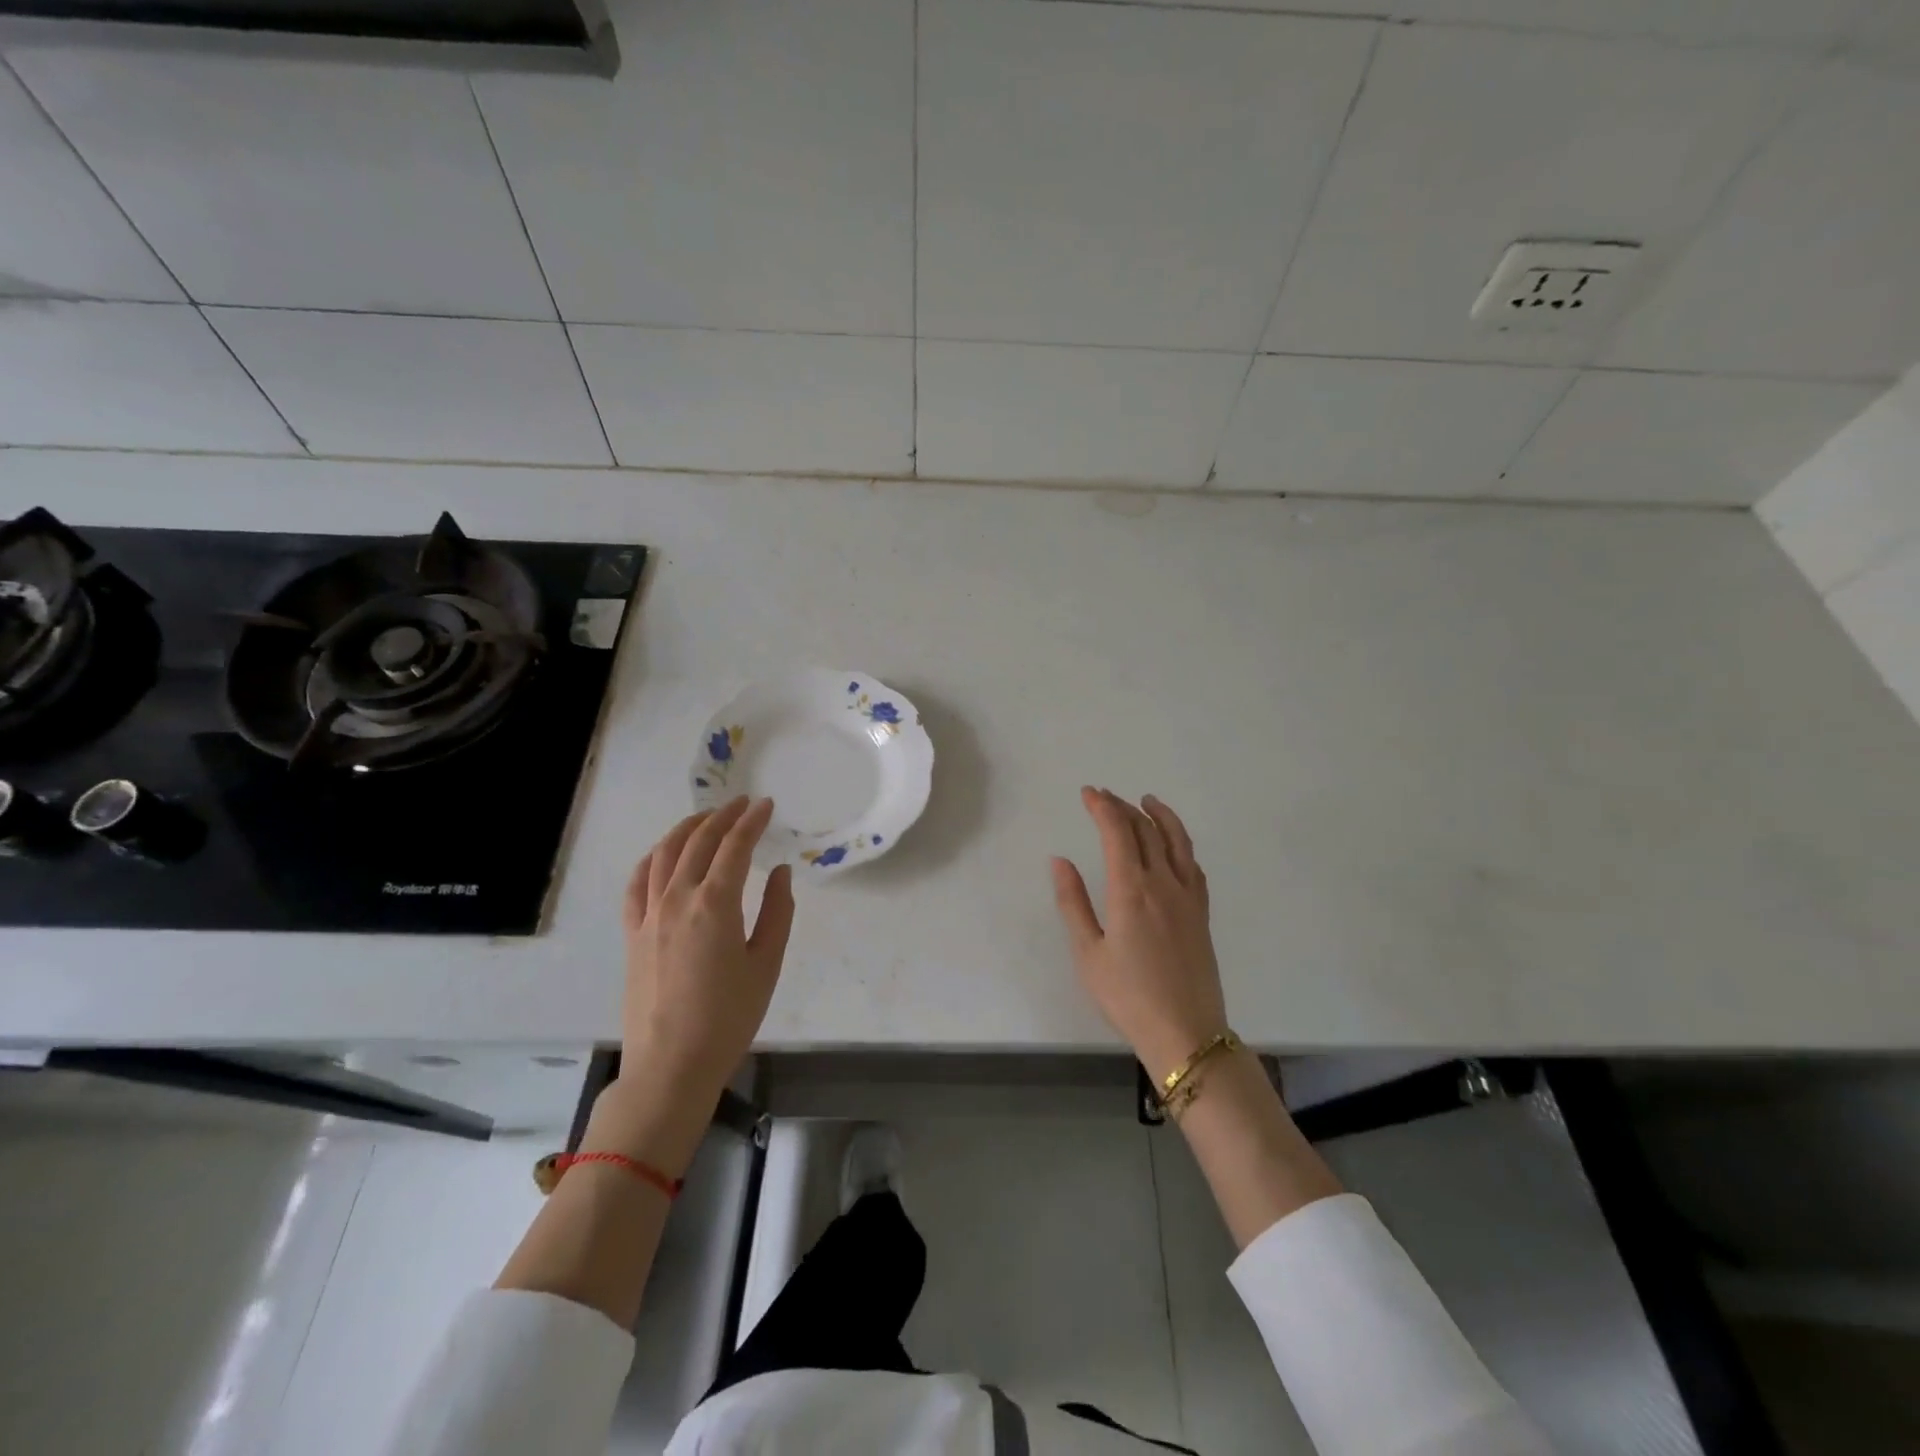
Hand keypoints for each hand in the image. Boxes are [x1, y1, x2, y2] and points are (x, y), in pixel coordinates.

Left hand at [620, 797, 795, 1112]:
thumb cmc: (729, 1017)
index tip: (767, 805)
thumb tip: (779, 872)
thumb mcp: (766, 964)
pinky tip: (662, 854)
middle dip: (723, 817)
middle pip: (699, 842)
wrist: (671, 1066)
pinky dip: (652, 859)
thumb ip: (777, 912)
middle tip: (742, 803)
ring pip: (665, 854)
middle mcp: (677, 899)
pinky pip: (637, 883)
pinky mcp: (632, 934)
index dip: (752, 821)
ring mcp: (648, 915)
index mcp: (715, 904)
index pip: (735, 847)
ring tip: (706, 818)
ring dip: (687, 829)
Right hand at [1051, 788, 1227, 1079]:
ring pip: (1177, 842)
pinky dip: (1181, 845)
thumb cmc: (1127, 996)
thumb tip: (1060, 860)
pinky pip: (1194, 866)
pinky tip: (1174, 847)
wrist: (1186, 1033)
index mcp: (1131, 890)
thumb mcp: (1088, 953)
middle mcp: (1163, 883)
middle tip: (1105, 796)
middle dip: (1123, 808)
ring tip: (1147, 801)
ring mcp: (1188, 897)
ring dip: (1160, 816)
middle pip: (1146, 831)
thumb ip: (1073, 902)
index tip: (1088, 793)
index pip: (1117, 832)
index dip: (1103, 807)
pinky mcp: (1201, 914)